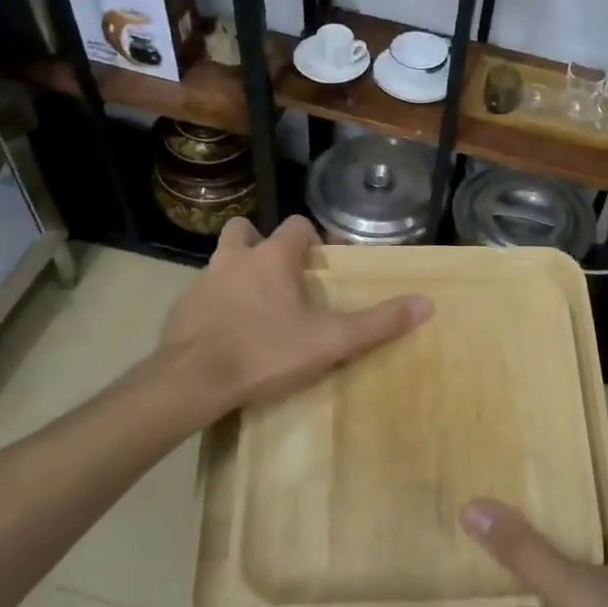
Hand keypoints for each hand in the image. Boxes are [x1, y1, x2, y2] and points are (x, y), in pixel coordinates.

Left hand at [160, 215, 430, 416]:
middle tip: (279, 275)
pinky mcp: (180, 309)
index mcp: (271, 258)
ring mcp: (202, 282)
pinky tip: (226, 333)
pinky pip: (202, 295)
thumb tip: (426, 303)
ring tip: (254, 305)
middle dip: (261, 243)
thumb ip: (377, 323)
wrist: (191, 381)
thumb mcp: (329, 341)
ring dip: (237, 272)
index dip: (311, 238)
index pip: (296, 225)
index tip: (320, 261)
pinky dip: (216, 304)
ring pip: (221, 262)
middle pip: (244, 231)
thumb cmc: (265, 352)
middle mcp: (234, 259)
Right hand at [462, 500, 607, 606]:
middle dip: (555, 547)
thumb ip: (523, 551)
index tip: (528, 492)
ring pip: (599, 592)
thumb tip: (475, 507)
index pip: (606, 496)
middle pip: (597, 544)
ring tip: (520, 599)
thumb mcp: (571, 593)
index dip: (569, 491)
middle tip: (511, 539)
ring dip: (562, 599)